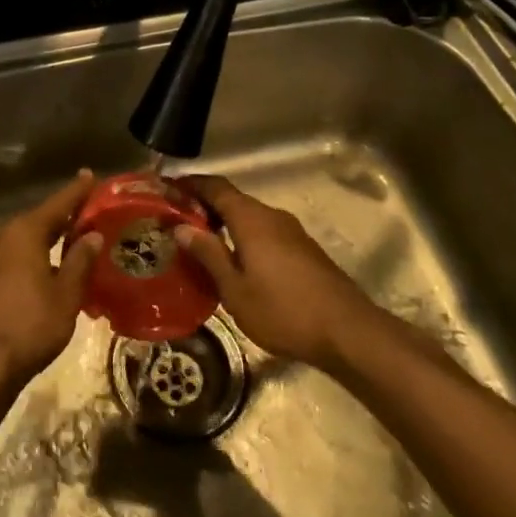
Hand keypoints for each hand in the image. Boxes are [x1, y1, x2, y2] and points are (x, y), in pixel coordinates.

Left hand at [0, 171, 102, 389]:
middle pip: (39, 219)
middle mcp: (2, 236)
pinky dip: (33, 255)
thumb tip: (92, 236)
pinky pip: (13, 255)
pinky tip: (46, 267)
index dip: (77, 191)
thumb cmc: (29, 326)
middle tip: (89, 213)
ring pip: (24, 239)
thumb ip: (80, 262)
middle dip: (64, 216)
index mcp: (24, 232)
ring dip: (47, 238)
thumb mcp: (65, 295)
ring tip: (72, 240)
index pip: (58, 204)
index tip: (90, 175)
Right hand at [175, 173, 373, 370]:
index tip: (166, 188)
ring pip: (249, 218)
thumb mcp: (235, 288)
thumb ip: (208, 254)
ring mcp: (291, 232)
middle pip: (232, 200)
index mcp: (251, 218)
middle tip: (176, 223)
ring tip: (200, 245)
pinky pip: (264, 233)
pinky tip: (234, 263)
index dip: (189, 184)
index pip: (214, 186)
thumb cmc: (283, 310)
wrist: (348, 332)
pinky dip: (242, 238)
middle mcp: (271, 216)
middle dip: (203, 207)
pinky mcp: (303, 251)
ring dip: (224, 224)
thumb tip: (181, 226)